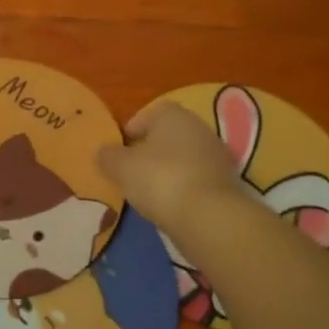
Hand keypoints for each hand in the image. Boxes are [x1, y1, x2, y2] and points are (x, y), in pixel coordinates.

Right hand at [98, 102, 248, 231]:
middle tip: (132, 168)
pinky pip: (196, 177)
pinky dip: (183, 186)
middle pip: (170, 134)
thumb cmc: (159, 179)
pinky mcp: (226, 182)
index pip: (151, 112)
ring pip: (184, 156)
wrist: (208, 216)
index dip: (134, 127)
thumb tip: (102, 151)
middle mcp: (199, 128)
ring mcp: (216, 155)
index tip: (121, 148)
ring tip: (149, 189)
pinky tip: (170, 203)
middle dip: (151, 149)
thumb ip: (109, 156)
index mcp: (174, 115)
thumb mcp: (122, 168)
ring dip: (168, 168)